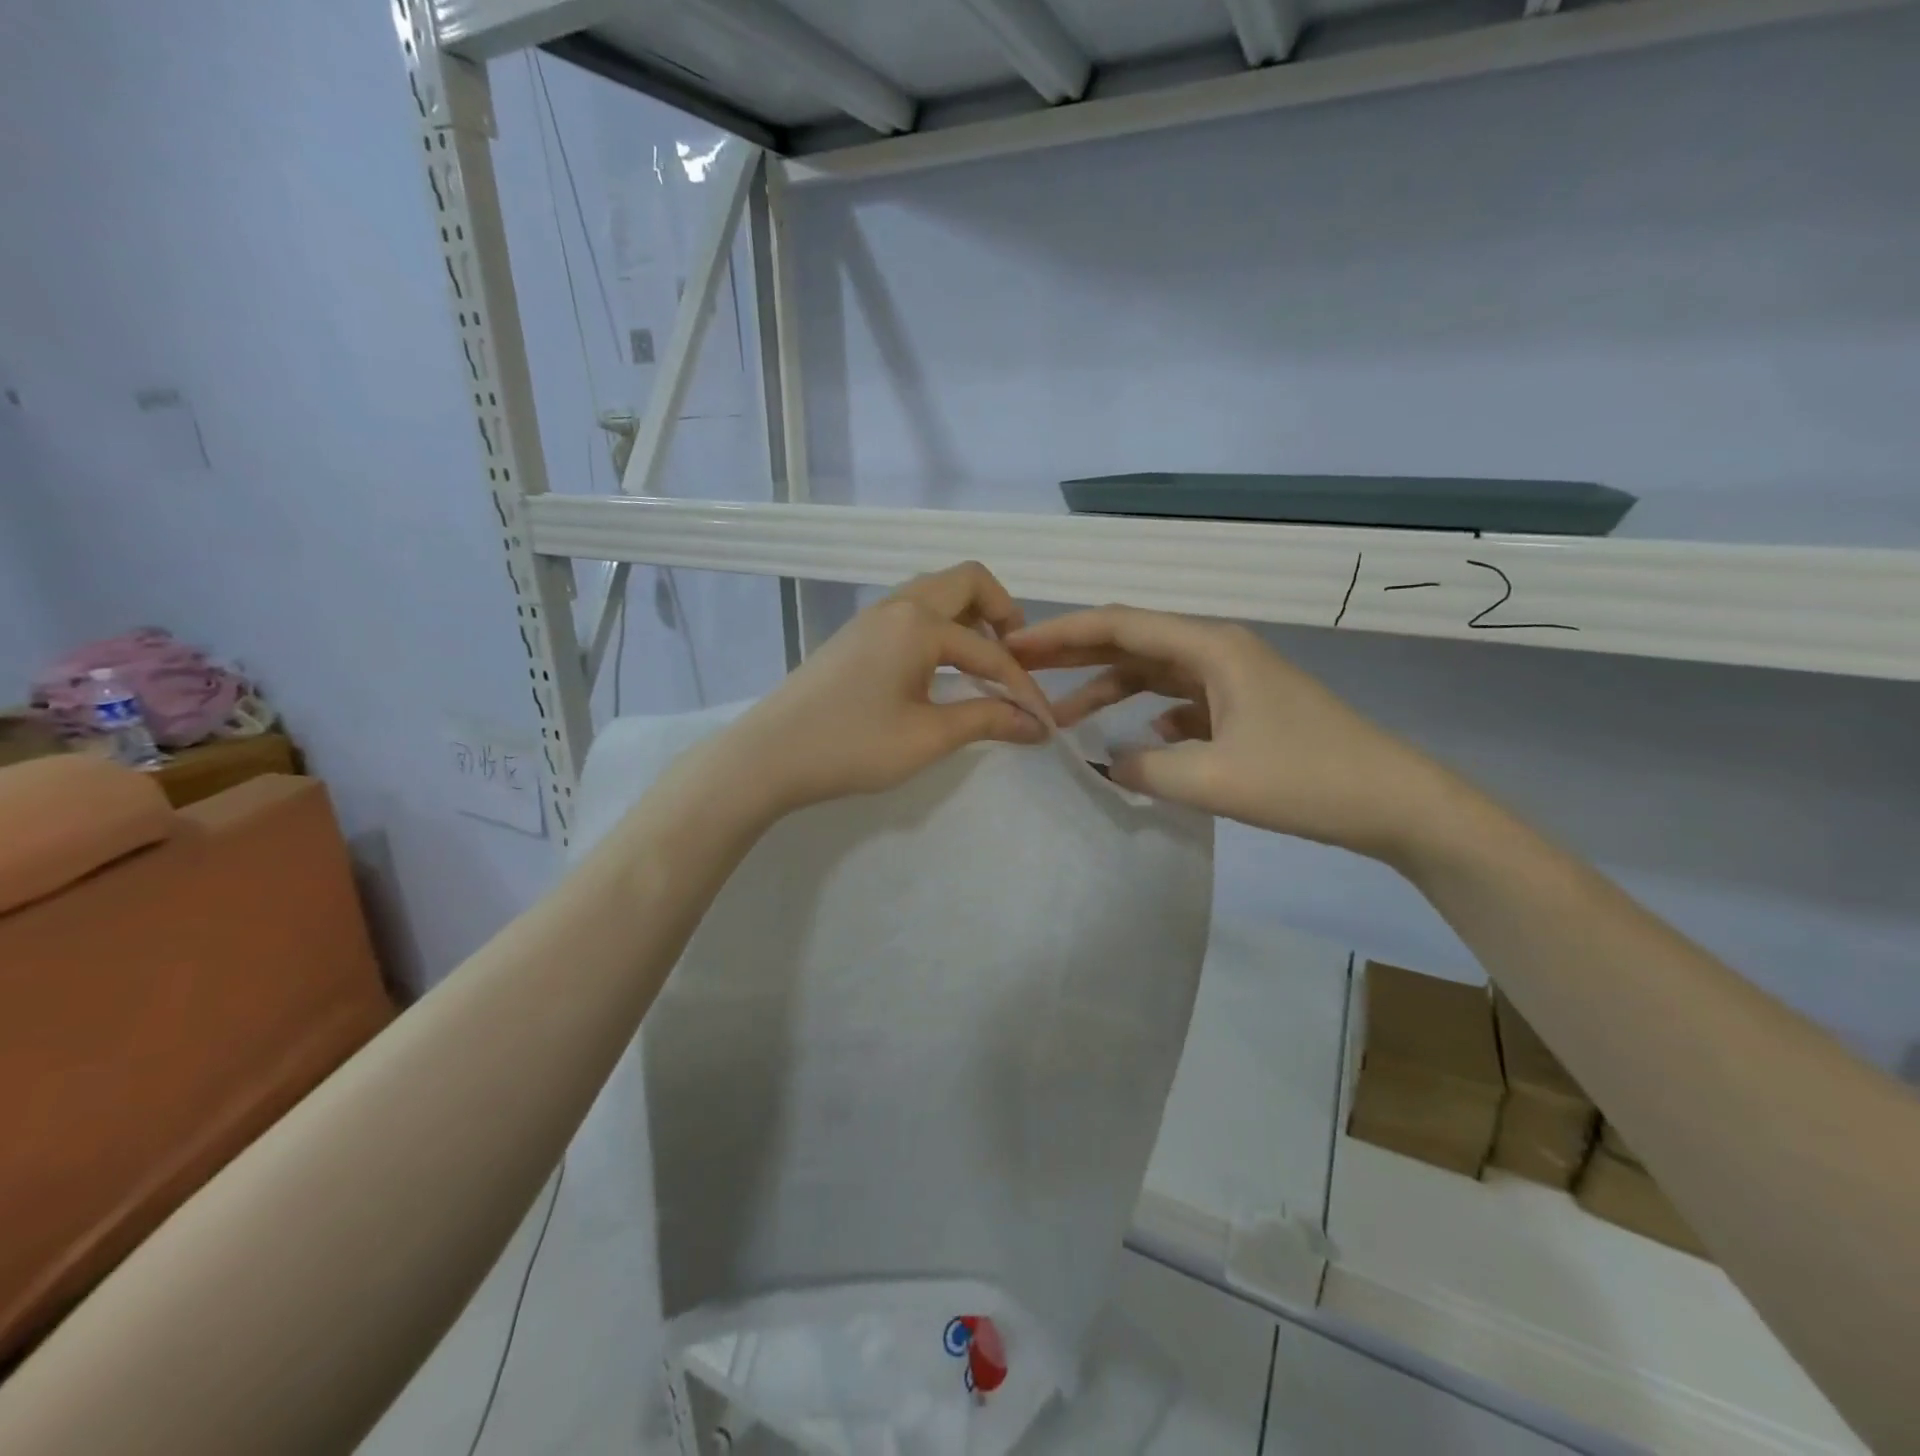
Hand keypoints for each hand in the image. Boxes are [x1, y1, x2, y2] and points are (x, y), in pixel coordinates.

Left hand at [725, 562, 1051, 815]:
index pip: (991, 651)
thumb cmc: (852, 746)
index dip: (1023, 688)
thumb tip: (1035, 724)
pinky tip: (941, 670)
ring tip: (983, 664)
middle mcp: (899, 604)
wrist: (768, 756)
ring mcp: (872, 615)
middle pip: (967, 582)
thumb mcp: (927, 737)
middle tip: (1015, 659)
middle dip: (1003, 614)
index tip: (1043, 723)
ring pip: (937, 593)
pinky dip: (941, 627)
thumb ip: (986, 720)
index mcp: (920, 623)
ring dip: (970, 617)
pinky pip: (913, 611)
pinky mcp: (856, 634)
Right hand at [1006, 606, 1455, 860]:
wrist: (1396, 803)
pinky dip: (1147, 715)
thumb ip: (1144, 768)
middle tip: (1019, 669)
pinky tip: (1135, 741)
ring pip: (1152, 673)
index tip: (1012, 645)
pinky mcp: (1244, 709)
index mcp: (1210, 647)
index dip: (1060, 633)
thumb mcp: (1212, 780)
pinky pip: (1179, 701)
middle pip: (1131, 641)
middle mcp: (1217, 651)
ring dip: (1108, 690)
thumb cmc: (1307, 780)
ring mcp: (1233, 679)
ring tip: (1062, 717)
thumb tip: (1108, 762)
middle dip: (1074, 655)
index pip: (1118, 625)